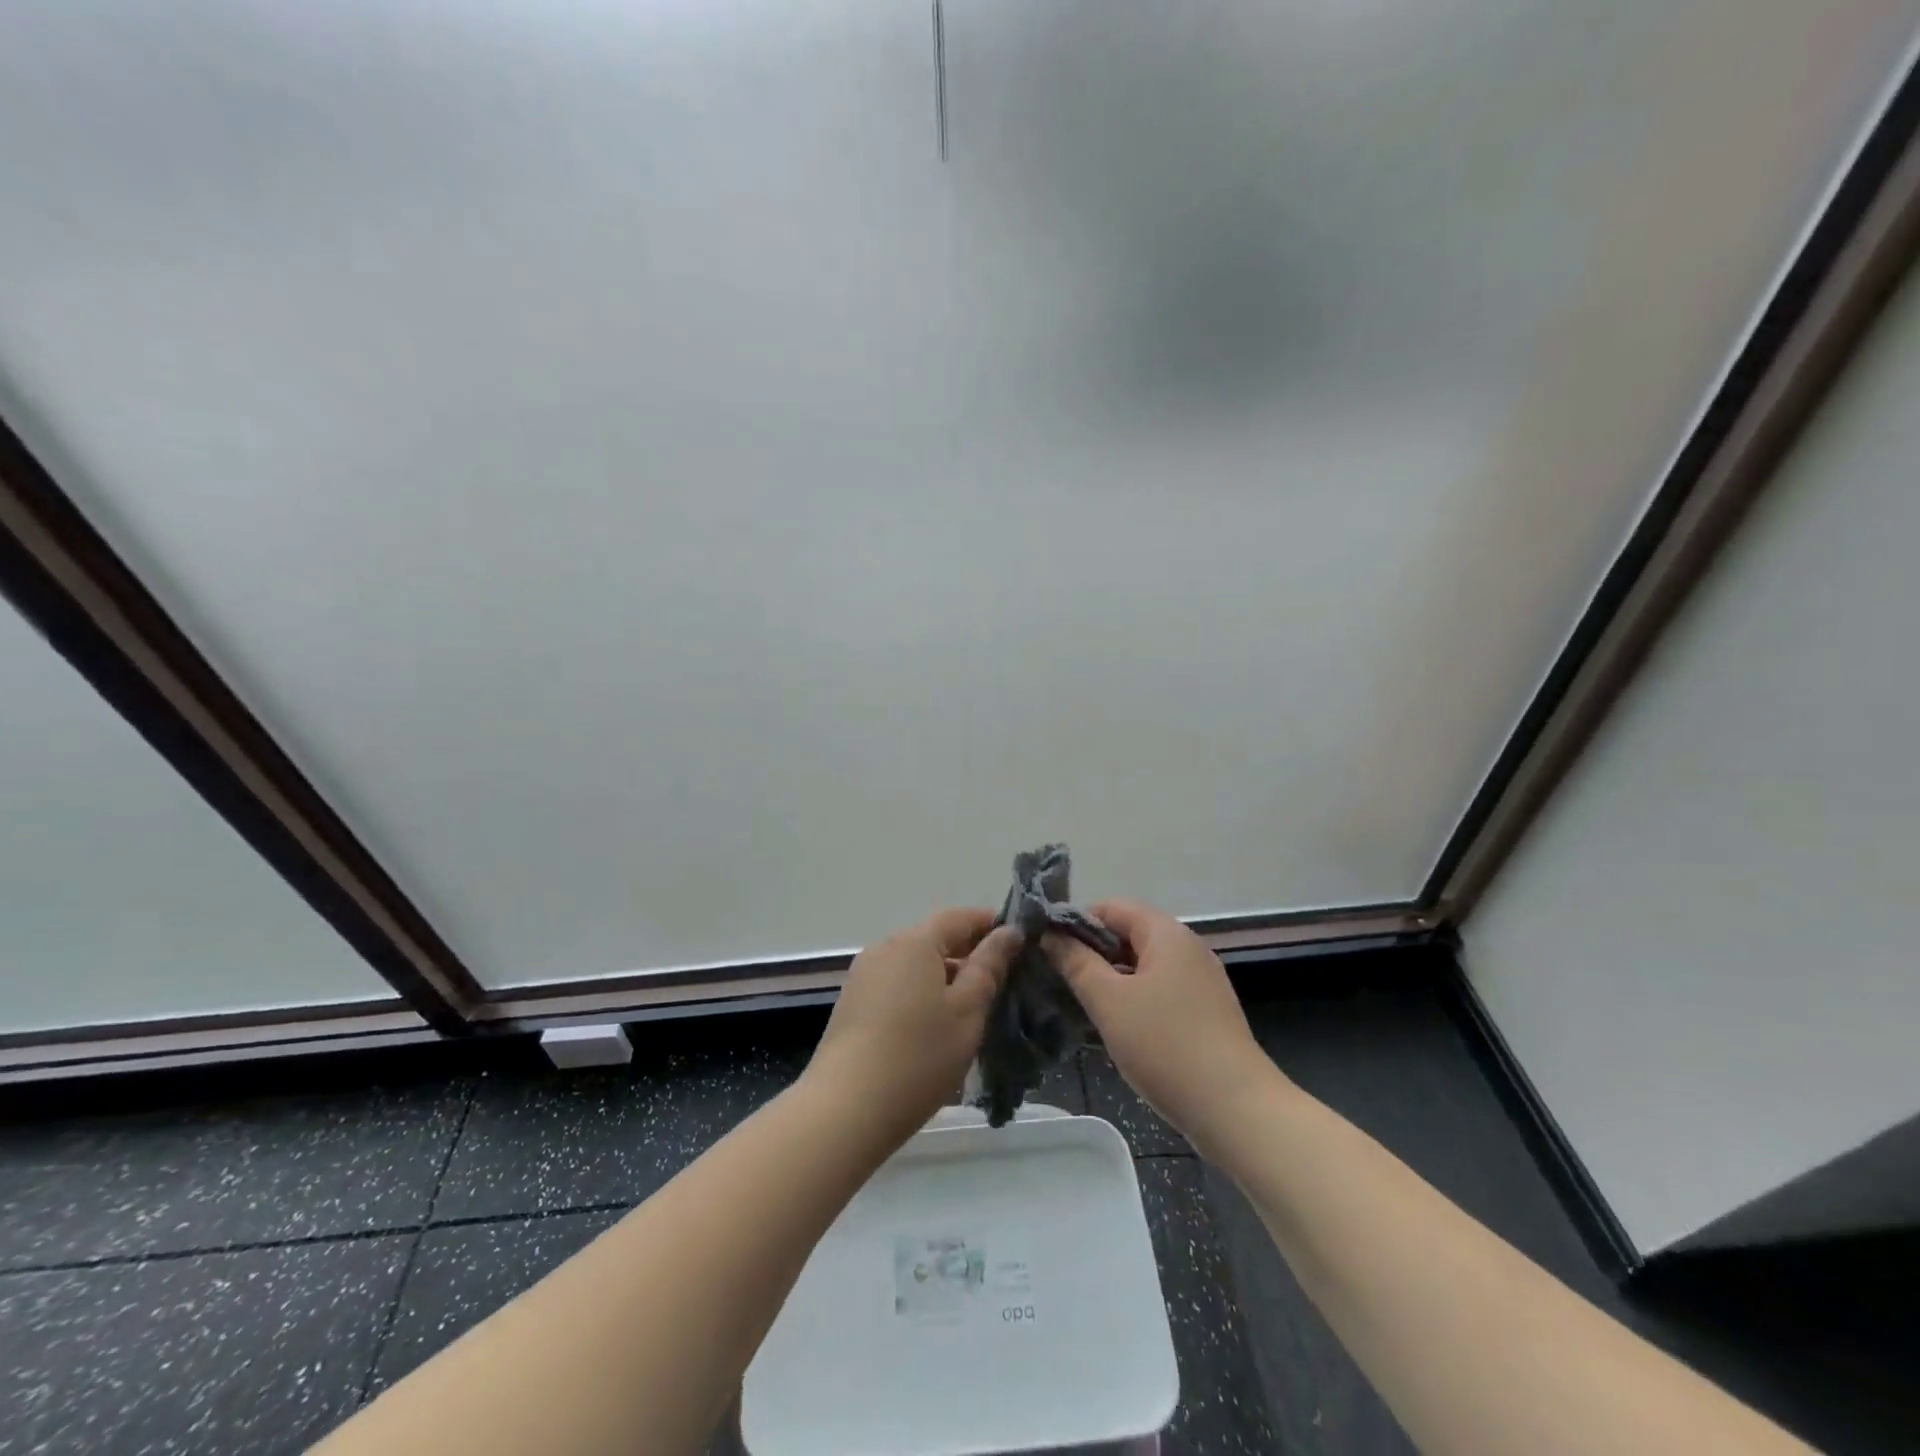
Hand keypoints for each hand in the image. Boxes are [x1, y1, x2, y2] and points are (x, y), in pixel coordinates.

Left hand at [803, 908, 1021, 1144]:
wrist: (845, 1110)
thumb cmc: (918, 1056)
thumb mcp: (967, 1011)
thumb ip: (989, 967)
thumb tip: (1008, 931)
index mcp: (914, 942)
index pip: (959, 917)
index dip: (990, 924)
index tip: (1019, 943)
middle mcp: (884, 948)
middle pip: (934, 938)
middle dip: (969, 953)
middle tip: (1003, 979)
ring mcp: (864, 975)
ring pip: (915, 964)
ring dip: (945, 976)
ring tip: (973, 1007)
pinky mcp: (852, 1003)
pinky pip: (897, 984)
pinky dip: (921, 992)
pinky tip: (935, 1025)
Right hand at [1047, 900, 1278, 1156]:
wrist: (1236, 1110)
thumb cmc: (1165, 1046)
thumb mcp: (1109, 1002)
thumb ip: (1076, 963)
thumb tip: (1051, 934)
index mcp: (1166, 933)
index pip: (1111, 907)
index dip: (1076, 922)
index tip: (1048, 950)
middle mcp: (1187, 947)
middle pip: (1128, 933)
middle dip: (1091, 953)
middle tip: (1060, 980)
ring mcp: (1199, 980)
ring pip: (1142, 965)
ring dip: (1110, 979)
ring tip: (1080, 1004)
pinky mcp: (1204, 1011)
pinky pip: (1158, 990)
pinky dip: (1133, 999)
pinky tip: (1115, 1027)